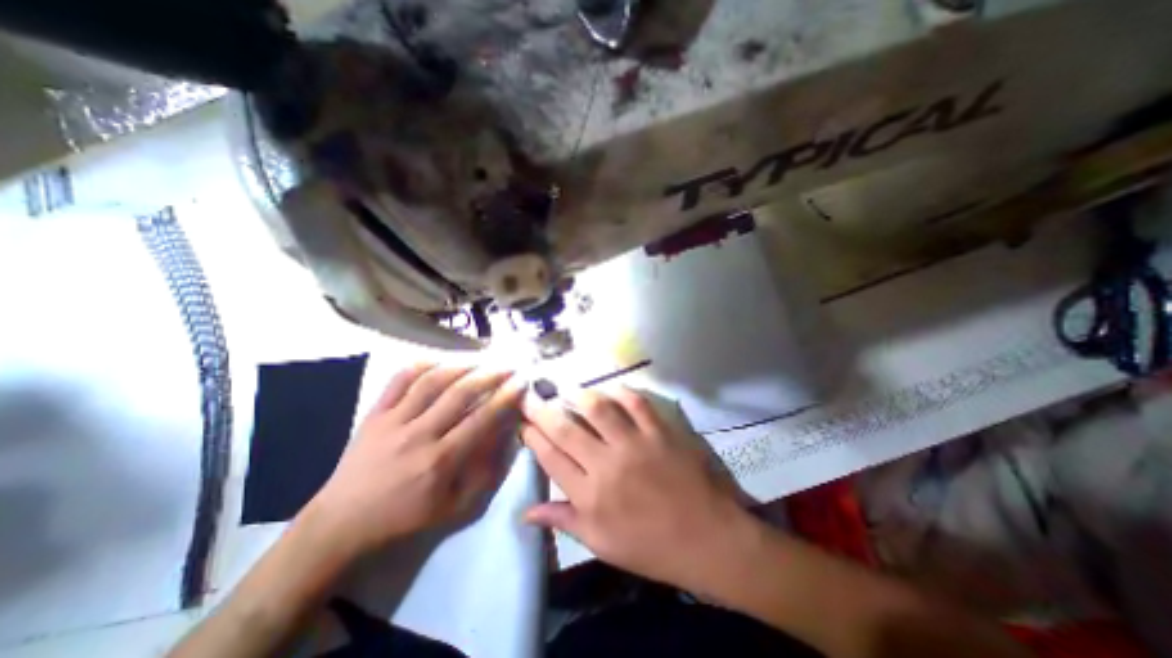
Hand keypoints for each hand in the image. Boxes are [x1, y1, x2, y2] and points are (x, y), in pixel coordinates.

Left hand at [300, 365, 522, 560]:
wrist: (343, 522)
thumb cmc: (406, 517)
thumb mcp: (455, 507)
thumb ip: (485, 472)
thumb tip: (505, 438)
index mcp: (440, 460)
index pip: (481, 419)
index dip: (505, 398)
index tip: (521, 382)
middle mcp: (419, 435)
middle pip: (460, 394)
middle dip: (489, 375)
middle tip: (507, 366)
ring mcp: (393, 421)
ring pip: (431, 382)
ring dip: (460, 367)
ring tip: (479, 361)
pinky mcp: (374, 414)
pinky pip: (398, 381)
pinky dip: (420, 366)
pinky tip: (439, 362)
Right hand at [521, 388, 749, 587]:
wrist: (709, 539)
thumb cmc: (652, 547)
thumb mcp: (602, 544)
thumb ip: (564, 522)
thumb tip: (527, 512)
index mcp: (590, 497)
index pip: (551, 459)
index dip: (533, 438)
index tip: (524, 423)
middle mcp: (607, 465)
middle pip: (566, 430)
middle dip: (543, 410)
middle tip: (531, 395)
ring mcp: (635, 445)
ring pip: (598, 410)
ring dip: (579, 395)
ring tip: (568, 389)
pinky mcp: (660, 433)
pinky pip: (637, 404)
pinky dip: (622, 392)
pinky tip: (611, 389)